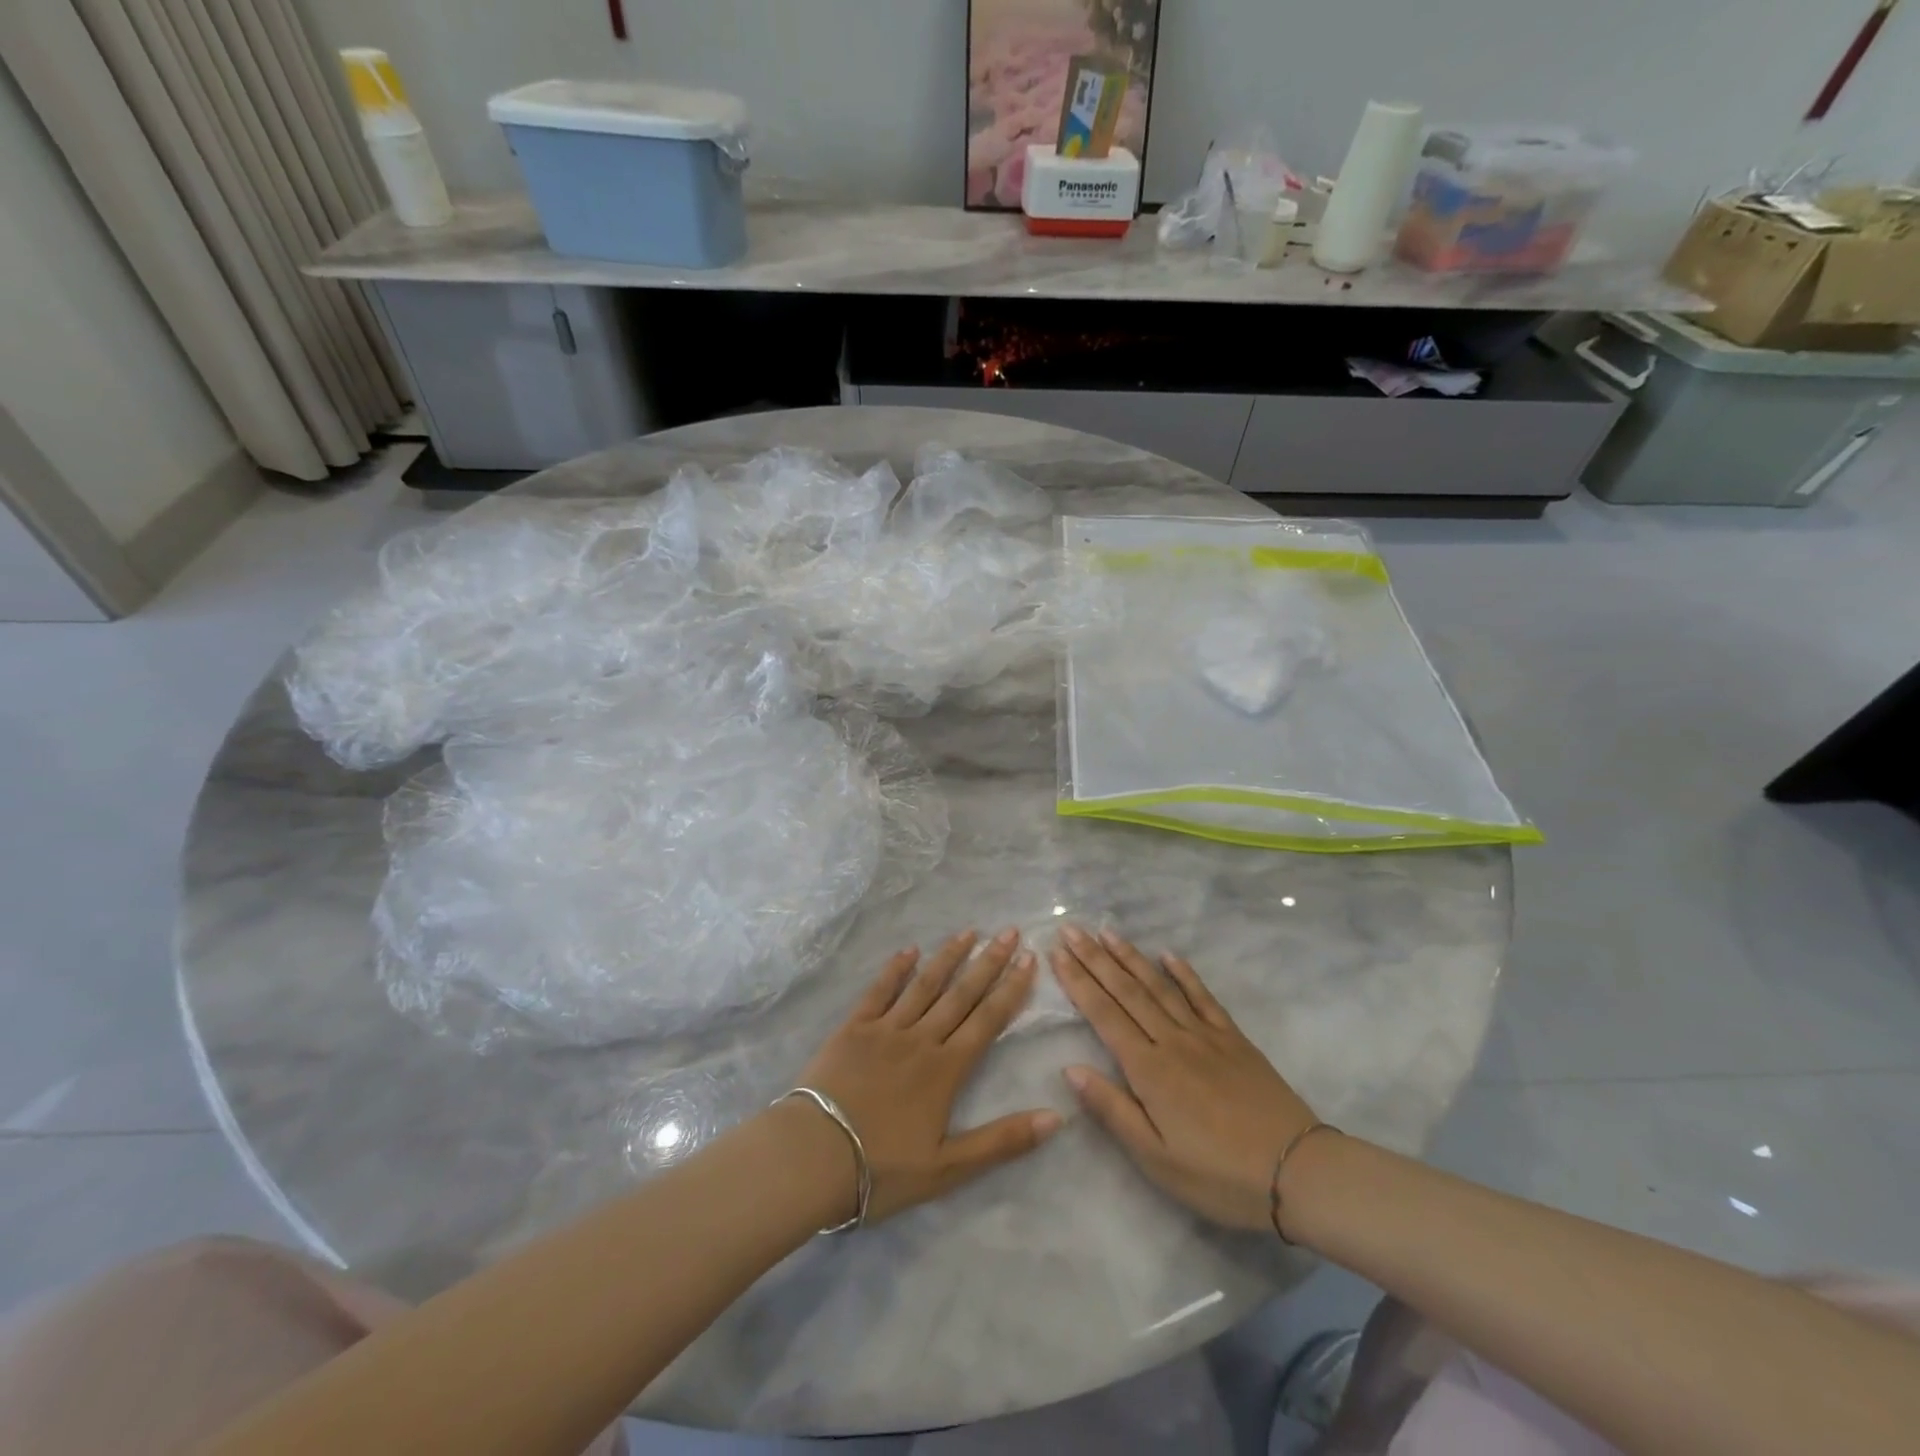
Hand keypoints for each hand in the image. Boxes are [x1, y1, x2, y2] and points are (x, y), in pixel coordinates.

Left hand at [795, 930, 1062, 1223]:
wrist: (813, 1158)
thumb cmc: (882, 1169)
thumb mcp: (948, 1169)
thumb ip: (1002, 1141)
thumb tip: (1057, 1118)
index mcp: (946, 1070)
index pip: (987, 1020)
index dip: (1011, 989)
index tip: (1029, 959)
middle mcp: (921, 1039)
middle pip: (961, 994)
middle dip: (988, 962)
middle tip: (1009, 932)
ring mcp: (885, 1029)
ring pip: (924, 985)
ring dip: (948, 957)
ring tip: (968, 931)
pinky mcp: (853, 1028)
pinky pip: (879, 991)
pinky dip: (895, 969)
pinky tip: (909, 951)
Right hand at [1052, 925, 1317, 1231]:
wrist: (1298, 1172)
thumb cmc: (1218, 1175)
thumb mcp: (1156, 1158)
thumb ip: (1112, 1109)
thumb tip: (1070, 1068)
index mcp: (1149, 1070)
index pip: (1104, 1015)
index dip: (1078, 982)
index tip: (1057, 953)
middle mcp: (1172, 1040)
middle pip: (1126, 991)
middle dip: (1095, 958)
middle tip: (1071, 929)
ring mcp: (1205, 1035)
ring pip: (1159, 986)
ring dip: (1131, 957)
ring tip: (1107, 932)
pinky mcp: (1234, 1038)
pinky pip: (1203, 997)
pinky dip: (1184, 973)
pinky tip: (1168, 955)